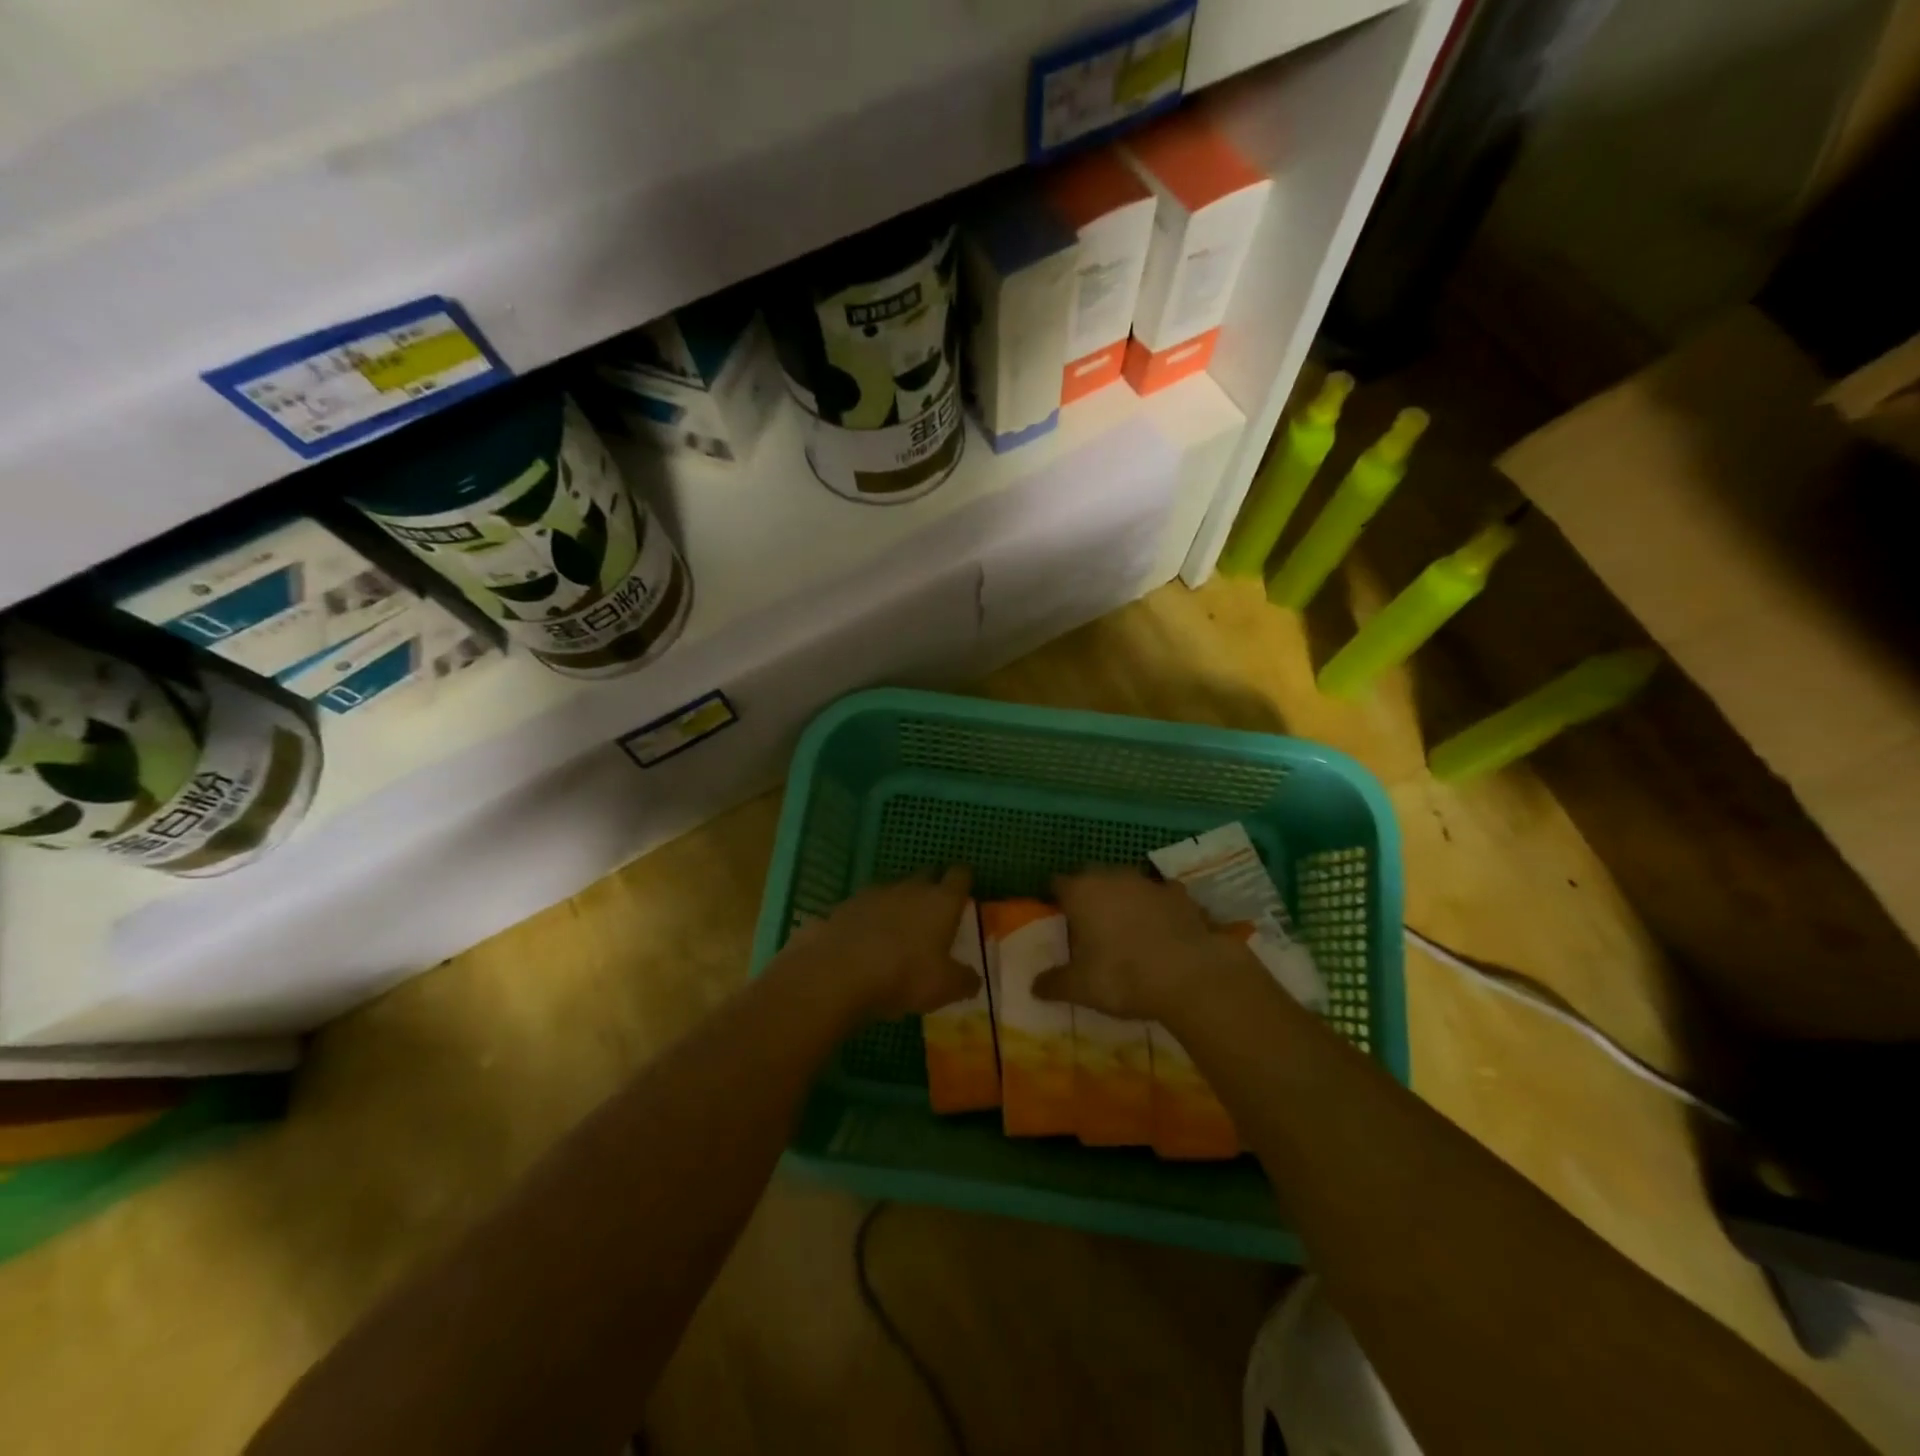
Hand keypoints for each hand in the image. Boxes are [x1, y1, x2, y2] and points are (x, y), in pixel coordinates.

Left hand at [780, 868, 979, 1022]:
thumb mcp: (945, 987)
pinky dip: (869, 920)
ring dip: (898, 904)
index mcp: (940, 901)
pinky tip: (865, 942)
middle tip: (934, 913)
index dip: (963, 881)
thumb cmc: (904, 976)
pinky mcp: (844, 906)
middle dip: (931, 889)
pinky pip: (864, 908)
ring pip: (894, 890)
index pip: (959, 876)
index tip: (964, 892)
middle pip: (926, 876)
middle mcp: (909, 888)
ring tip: (898, 931)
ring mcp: (873, 894)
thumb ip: (964, 980)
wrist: (838, 974)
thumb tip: (973, 978)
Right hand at [1037, 867, 1257, 1020]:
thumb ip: (1054, 983)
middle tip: (1090, 924)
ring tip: (1127, 927)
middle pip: (1092, 877)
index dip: (1057, 899)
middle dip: (1090, 895)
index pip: (1058, 884)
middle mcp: (1112, 877)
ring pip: (1128, 883)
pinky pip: (1162, 895)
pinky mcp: (1180, 894)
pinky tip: (1163, 928)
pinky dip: (1159, 907)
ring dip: (1125, 898)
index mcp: (1081, 892)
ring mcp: (1149, 882)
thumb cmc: (1123, 976)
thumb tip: (1034, 986)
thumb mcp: (1081, 987)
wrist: (1189, 976)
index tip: (1058, 918)